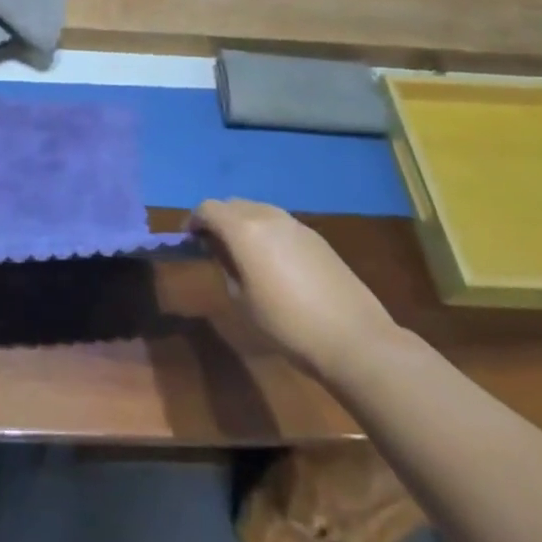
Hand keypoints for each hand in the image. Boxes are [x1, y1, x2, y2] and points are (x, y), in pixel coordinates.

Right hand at [191, 199, 399, 375]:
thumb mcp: (241, 300)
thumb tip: (224, 252)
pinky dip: (266, 232)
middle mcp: (267, 216)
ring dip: (243, 223)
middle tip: (213, 246)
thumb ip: (226, 266)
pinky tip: (273, 261)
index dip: (194, 220)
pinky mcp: (316, 237)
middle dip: (218, 219)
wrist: (352, 337)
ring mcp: (295, 224)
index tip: (190, 240)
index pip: (208, 208)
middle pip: (233, 204)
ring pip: (258, 210)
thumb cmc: (286, 323)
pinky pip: (280, 223)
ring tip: (243, 253)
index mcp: (243, 229)